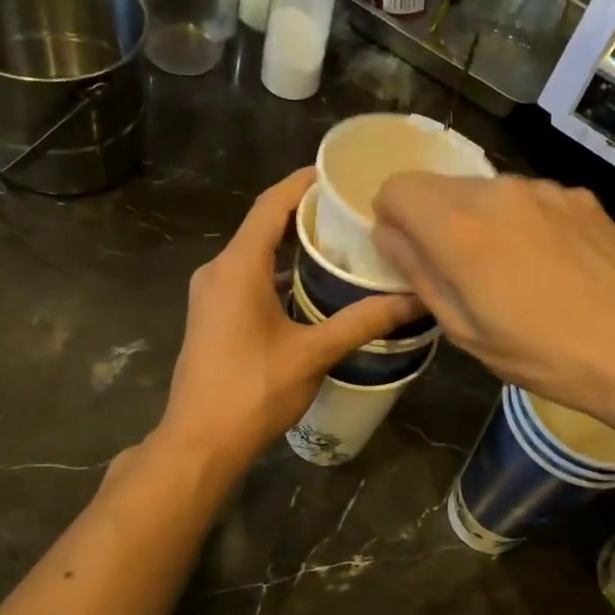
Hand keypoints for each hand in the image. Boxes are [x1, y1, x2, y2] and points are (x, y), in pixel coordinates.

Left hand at [153, 167, 422, 473]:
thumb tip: (415, 301)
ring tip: (341, 244)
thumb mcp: (313, 354)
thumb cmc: (253, 391)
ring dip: (292, 246)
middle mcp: (217, 271)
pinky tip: (312, 287)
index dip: (303, 182)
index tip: (340, 172)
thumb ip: (362, 322)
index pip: (271, 205)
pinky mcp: (212, 317)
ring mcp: (210, 295)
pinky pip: (247, 278)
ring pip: (255, 255)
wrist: (200, 442)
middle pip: (263, 226)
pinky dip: (278, 273)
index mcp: (237, 267)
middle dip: (305, 213)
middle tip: (352, 210)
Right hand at [373, 173, 614, 431]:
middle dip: (436, 224)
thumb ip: (418, 272)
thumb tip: (389, 233)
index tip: (410, 258)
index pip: (397, 187)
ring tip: (514, 277)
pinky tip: (553, 268)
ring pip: (487, 194)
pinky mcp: (580, 197)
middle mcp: (498, 191)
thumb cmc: (543, 353)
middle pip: (441, 188)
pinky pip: (530, 201)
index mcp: (459, 225)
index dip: (392, 220)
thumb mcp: (464, 330)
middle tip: (463, 278)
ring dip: (482, 224)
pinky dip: (523, 224)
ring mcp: (545, 189)